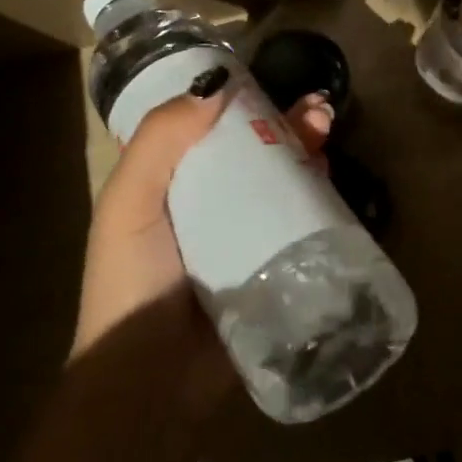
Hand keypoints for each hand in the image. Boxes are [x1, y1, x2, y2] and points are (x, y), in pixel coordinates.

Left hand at [75, 75, 334, 418]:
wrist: (152, 378)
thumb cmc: (132, 279)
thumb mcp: (129, 201)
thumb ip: (161, 140)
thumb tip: (217, 83)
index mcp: (170, 187)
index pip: (209, 132)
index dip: (240, 105)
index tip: (268, 88)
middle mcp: (209, 207)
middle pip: (254, 154)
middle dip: (286, 125)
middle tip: (317, 109)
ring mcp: (244, 238)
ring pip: (282, 184)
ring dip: (307, 152)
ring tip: (326, 130)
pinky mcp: (273, 267)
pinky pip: (300, 224)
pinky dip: (319, 197)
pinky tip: (332, 177)